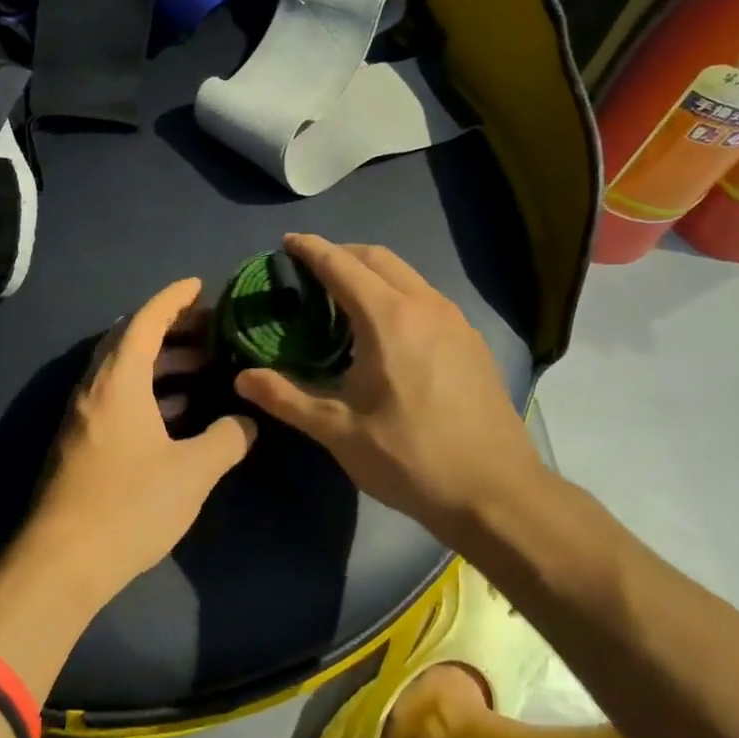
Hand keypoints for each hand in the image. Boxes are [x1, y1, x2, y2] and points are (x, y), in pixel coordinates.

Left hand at [24, 278, 257, 605]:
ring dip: (162, 363)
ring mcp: (84, 416)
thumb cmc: (129, 505)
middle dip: (172, 329)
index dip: (174, 298)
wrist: (61, 563)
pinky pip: (118, 397)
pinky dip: (149, 391)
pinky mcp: (82, 443)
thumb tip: (247, 421)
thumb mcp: (192, 472)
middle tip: (212, 330)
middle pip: (132, 340)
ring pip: (125, 371)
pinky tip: (178, 412)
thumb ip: (226, 439)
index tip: (200, 285)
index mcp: (118, 380)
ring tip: (205, 367)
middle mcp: (95, 388)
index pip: (145, 320)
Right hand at [234, 234, 547, 539]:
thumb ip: (286, 397)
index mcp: (388, 319)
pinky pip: (426, 297)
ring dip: (371, 272)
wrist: (497, 494)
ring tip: (344, 298)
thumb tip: (241, 378)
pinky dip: (397, 293)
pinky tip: (387, 330)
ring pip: (406, 274)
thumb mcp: (339, 432)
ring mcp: (455, 321)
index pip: (341, 265)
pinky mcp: (471, 341)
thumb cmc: (411, 459)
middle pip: (377, 257)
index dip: (310, 250)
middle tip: (310, 270)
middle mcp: (425, 306)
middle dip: (341, 253)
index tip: (286, 243)